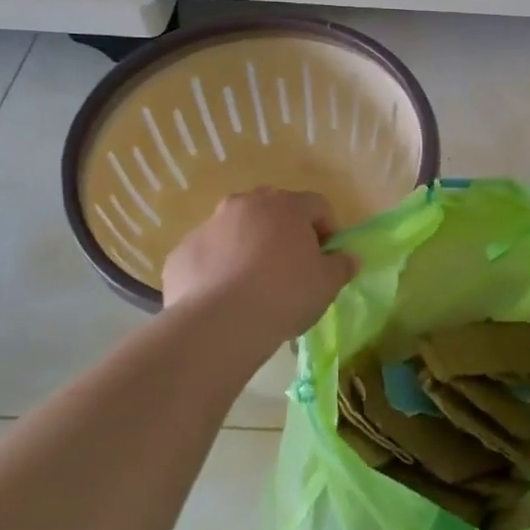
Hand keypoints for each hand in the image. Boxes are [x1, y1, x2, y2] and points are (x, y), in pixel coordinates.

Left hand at [161, 188, 355, 343]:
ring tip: (254, 287)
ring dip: (248, 249)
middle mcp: (244, 204)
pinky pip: (208, 256)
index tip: (327, 258)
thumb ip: (342, 265)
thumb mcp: (327, 284)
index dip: (328, 230)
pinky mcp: (181, 253)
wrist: (219, 325)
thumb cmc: (284, 295)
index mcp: (285, 205)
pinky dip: (218, 270)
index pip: (317, 206)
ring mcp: (208, 226)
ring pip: (236, 232)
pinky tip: (224, 300)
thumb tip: (348, 258)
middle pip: (273, 212)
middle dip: (284, 234)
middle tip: (291, 269)